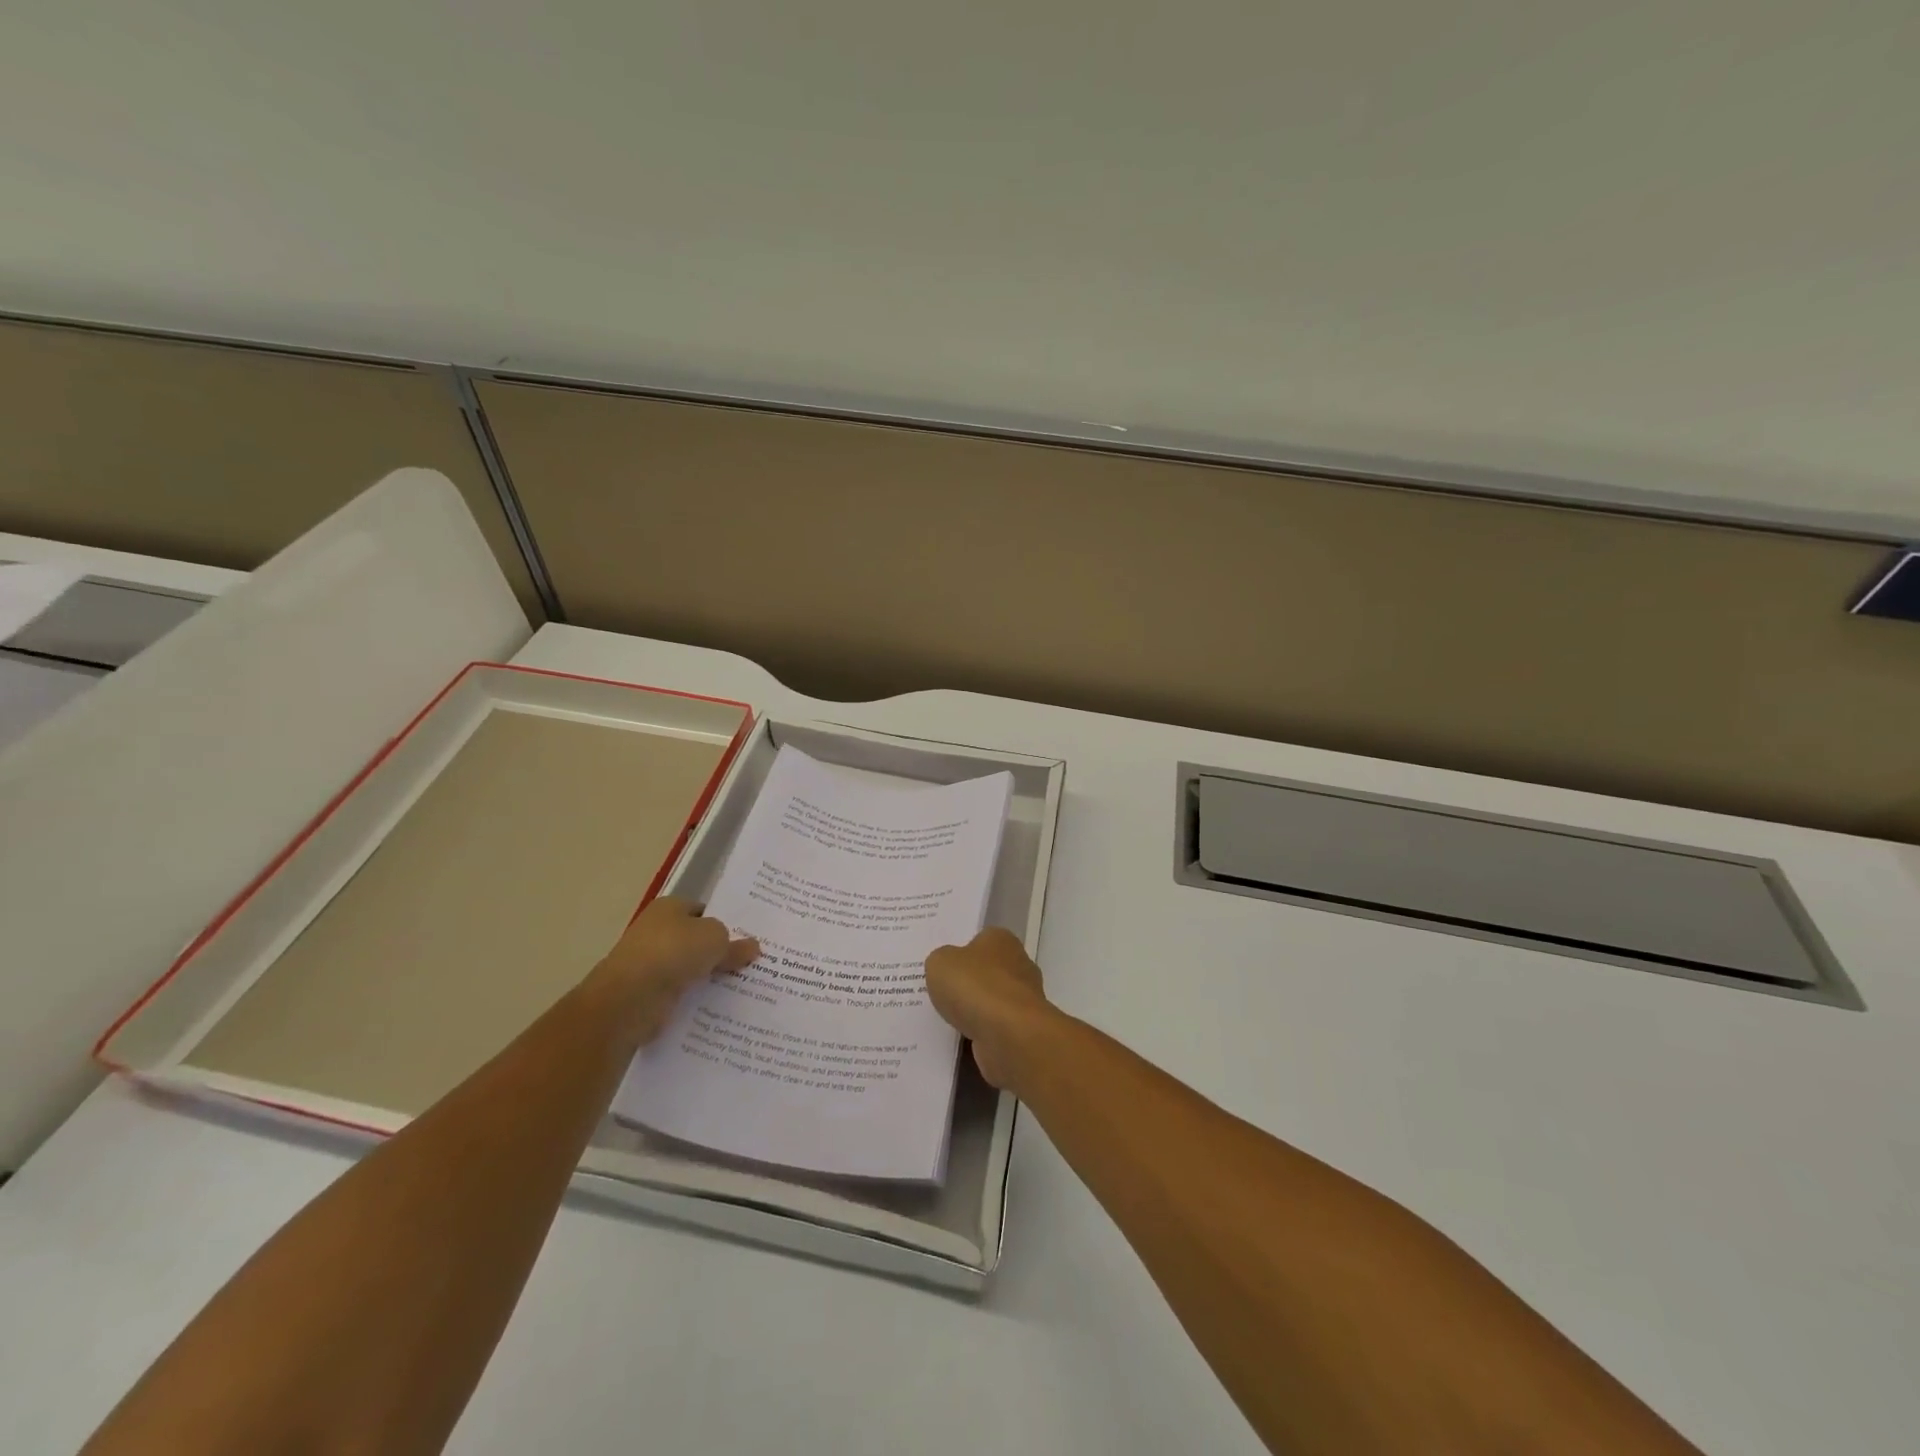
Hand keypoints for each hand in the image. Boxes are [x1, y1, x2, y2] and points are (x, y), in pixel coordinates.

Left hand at [587, 896, 758, 1043]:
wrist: (629, 998)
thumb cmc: (673, 952)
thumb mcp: (715, 939)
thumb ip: (734, 944)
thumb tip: (752, 947)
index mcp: (669, 908)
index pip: (703, 911)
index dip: (726, 922)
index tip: (748, 939)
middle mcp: (656, 932)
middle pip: (696, 941)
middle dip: (719, 953)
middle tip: (752, 964)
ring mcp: (649, 964)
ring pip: (689, 969)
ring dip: (708, 978)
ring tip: (743, 987)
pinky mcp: (647, 995)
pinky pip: (680, 994)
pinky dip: (695, 999)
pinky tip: (719, 1007)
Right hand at [925, 927, 1058, 1090]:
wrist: (1009, 1035)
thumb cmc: (975, 987)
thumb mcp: (940, 963)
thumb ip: (940, 960)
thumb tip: (948, 967)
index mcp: (1001, 939)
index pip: (979, 940)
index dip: (959, 952)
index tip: (942, 967)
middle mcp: (1018, 964)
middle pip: (986, 971)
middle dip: (967, 983)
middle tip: (939, 993)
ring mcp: (1024, 999)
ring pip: (990, 1001)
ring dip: (973, 1011)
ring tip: (944, 1020)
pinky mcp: (1023, 1029)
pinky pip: (993, 1028)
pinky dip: (979, 1033)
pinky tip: (959, 1040)